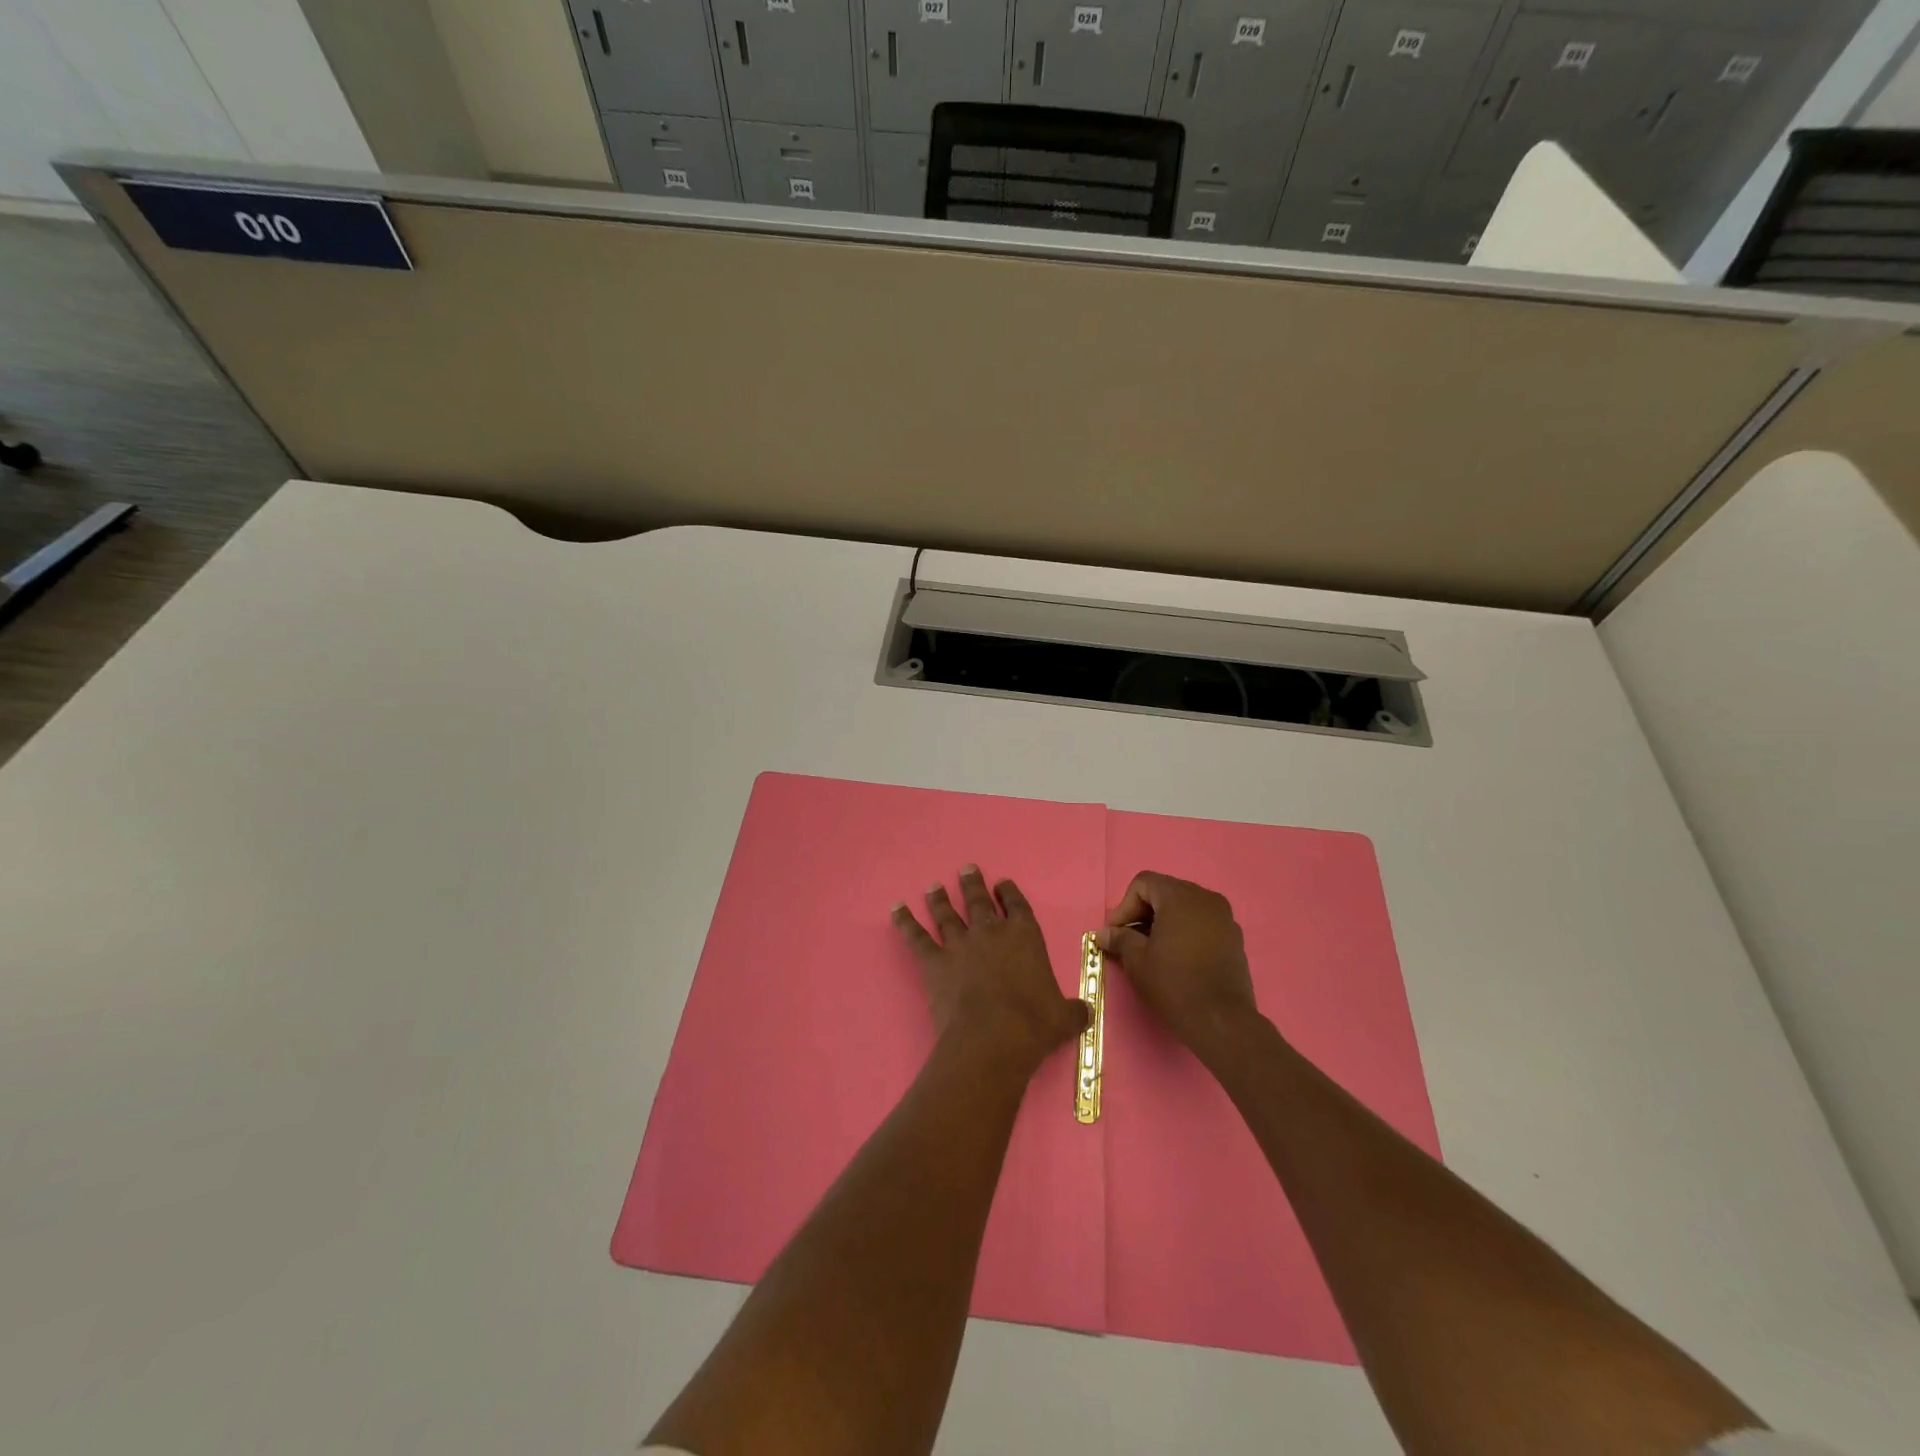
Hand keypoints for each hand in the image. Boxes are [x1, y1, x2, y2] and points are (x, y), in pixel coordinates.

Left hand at [893, 866, 1087, 1074]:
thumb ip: (1073, 1010)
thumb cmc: (1034, 1023)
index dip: (1009, 893)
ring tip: (933, 886)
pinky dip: (904, 922)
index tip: (1002, 883)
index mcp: (1024, 936)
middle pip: (979, 901)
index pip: (1017, 906)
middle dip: (972, 884)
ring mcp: (960, 944)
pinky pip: (916, 937)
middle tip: (966, 869)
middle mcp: (991, 933)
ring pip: (947, 914)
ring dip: (939, 899)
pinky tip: (895, 909)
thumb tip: (1086, 1014)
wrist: (993, 1037)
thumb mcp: (1064, 1016)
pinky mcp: (934, 962)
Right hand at [1098, 871, 1262, 1059]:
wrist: (1221, 1021)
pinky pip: (1202, 923)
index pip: (1143, 883)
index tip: (1115, 933)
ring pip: (1185, 908)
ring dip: (1164, 922)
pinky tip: (1176, 957)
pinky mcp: (1234, 938)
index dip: (1124, 906)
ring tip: (1151, 950)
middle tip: (1128, 940)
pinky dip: (1185, 932)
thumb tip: (1104, 933)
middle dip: (1143, 913)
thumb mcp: (1137, 961)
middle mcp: (1206, 898)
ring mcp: (1224, 918)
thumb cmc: (1174, 984)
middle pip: (1165, 892)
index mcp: (1180, 896)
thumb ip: (1119, 939)